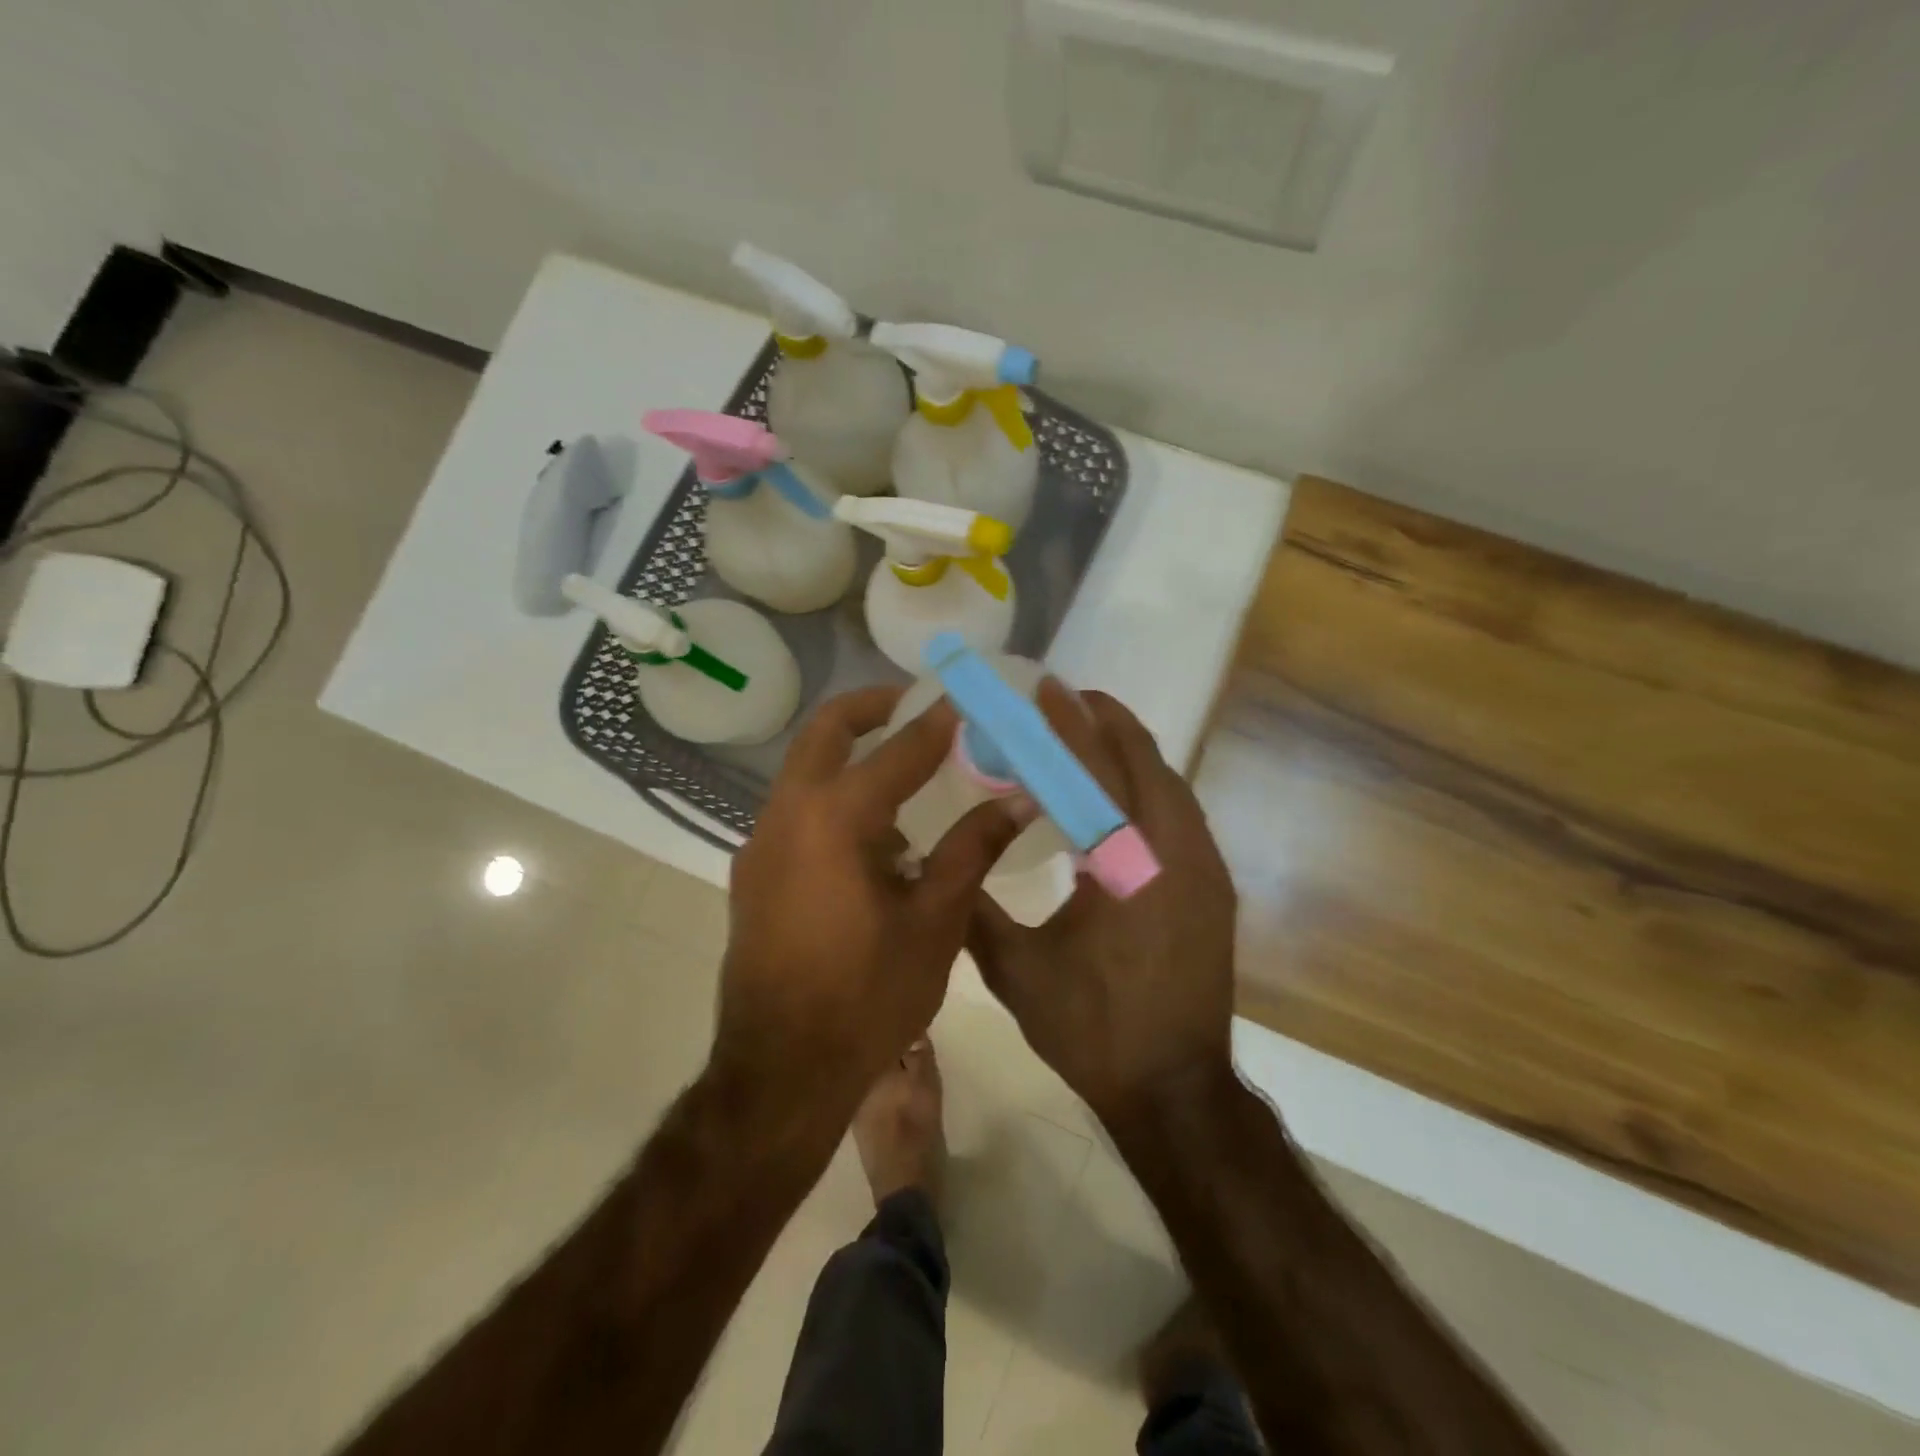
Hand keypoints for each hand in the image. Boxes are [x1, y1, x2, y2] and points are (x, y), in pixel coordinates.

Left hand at [713, 685, 1023, 1130]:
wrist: (781, 1072)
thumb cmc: (867, 998)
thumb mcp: (935, 922)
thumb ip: (973, 850)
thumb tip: (1019, 801)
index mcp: (834, 820)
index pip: (898, 750)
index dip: (939, 722)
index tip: (968, 699)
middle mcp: (787, 815)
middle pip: (826, 731)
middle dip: (873, 708)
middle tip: (921, 706)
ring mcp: (761, 843)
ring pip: (807, 770)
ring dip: (854, 759)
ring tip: (912, 781)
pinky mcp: (754, 872)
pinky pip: (799, 812)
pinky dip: (836, 801)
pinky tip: (879, 844)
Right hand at [967, 684, 1238, 1127]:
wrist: (1175, 1092)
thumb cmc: (1094, 1029)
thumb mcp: (1016, 970)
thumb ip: (975, 907)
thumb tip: (939, 862)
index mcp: (1128, 862)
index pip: (1096, 770)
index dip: (1068, 723)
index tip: (1045, 686)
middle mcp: (1177, 851)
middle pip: (1145, 761)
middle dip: (1106, 721)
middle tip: (1063, 698)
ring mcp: (1204, 869)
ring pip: (1169, 785)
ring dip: (1129, 752)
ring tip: (1088, 732)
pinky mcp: (1213, 889)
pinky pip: (1178, 814)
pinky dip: (1146, 787)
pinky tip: (1116, 795)